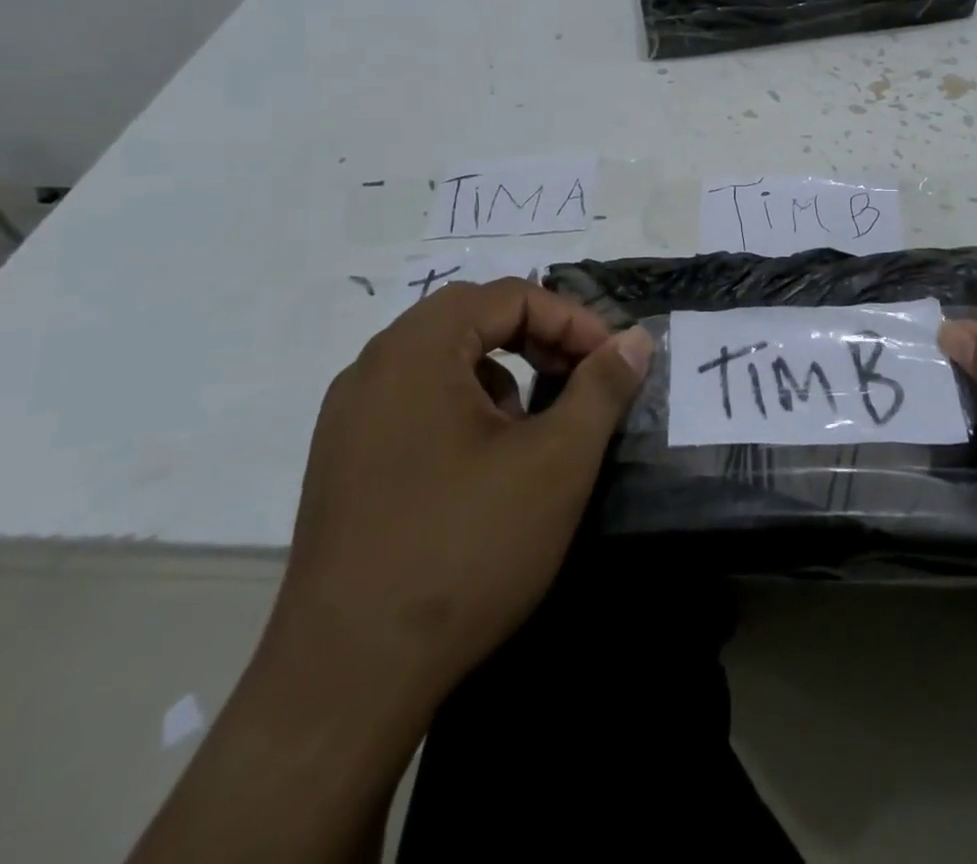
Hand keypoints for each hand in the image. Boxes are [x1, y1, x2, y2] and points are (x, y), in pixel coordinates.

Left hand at [262, 278, 653, 737]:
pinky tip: (483, 466)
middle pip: (469, 318)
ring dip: (499, 371)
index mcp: (415, 351)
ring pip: (440, 360)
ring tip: (533, 425)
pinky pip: (412, 401)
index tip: (611, 362)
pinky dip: (462, 406)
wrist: (348, 680)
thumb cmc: (465, 549)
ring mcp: (347, 419)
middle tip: (578, 377)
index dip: (571, 320)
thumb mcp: (556, 461)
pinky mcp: (341, 464)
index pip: (508, 296)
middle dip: (536, 337)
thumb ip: (602, 388)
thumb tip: (636, 339)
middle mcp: (371, 369)